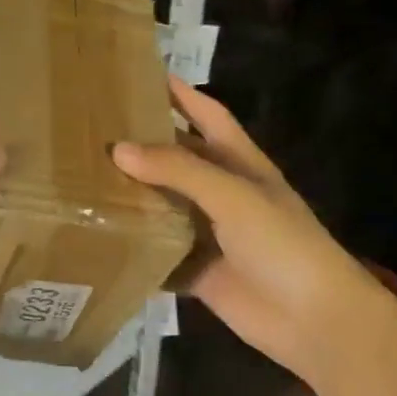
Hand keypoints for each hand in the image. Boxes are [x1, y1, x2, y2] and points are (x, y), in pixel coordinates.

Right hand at [113, 78, 395, 384]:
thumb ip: (178, 170)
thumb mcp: (233, 195)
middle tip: (92, 131)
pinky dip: (135, 246)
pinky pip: (159, 253)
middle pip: (177, 160)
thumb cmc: (281, 243)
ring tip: (82, 179)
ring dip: (132, 196)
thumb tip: (118, 149)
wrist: (314, 320)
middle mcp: (222, 193)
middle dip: (142, 145)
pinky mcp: (197, 270)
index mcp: (239, 163)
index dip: (180, 94)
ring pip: (163, 206)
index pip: (207, 115)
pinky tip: (98, 237)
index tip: (140, 75)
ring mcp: (209, 233)